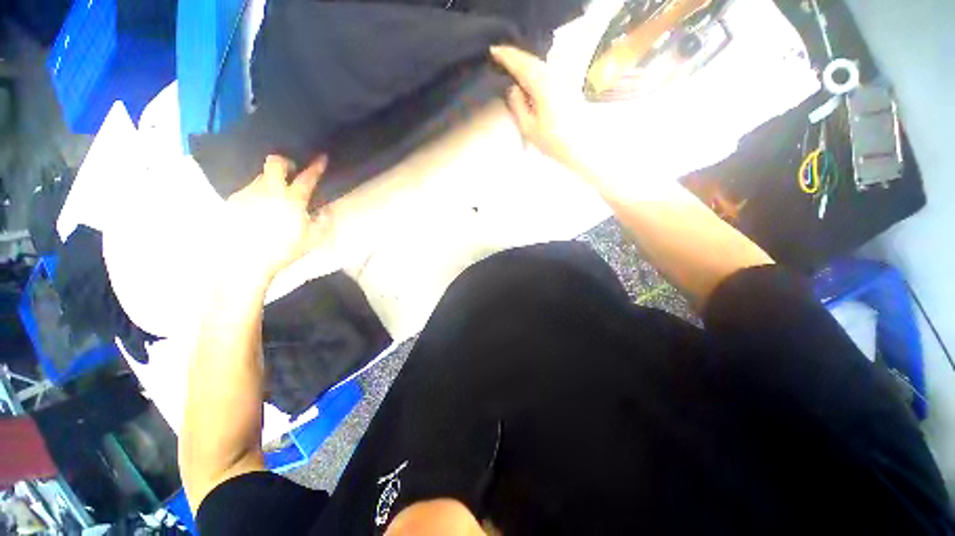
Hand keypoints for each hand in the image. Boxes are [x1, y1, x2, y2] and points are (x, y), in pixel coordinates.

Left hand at [219, 155, 331, 283]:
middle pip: (275, 163)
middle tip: (291, 171)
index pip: (307, 178)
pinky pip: (249, 189)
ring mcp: (249, 193)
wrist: (246, 261)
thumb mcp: (312, 239)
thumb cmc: (284, 250)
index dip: (316, 166)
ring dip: (272, 180)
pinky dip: (258, 193)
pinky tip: (259, 208)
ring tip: (275, 195)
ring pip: (261, 175)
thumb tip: (323, 210)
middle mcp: (270, 190)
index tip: (322, 157)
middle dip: (285, 161)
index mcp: (293, 200)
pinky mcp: (235, 200)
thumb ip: (322, 222)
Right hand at [490, 45, 592, 174]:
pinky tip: (530, 71)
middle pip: (531, 60)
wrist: (578, 146)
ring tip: (512, 60)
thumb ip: (518, 105)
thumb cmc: (552, 140)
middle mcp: (553, 76)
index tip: (493, 50)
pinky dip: (535, 66)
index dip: (507, 56)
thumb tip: (513, 87)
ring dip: (525, 59)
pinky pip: (547, 69)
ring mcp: (562, 79)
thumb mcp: (529, 127)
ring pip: (540, 63)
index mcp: (542, 86)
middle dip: (515, 54)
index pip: (521, 65)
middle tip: (500, 52)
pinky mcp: (566, 86)